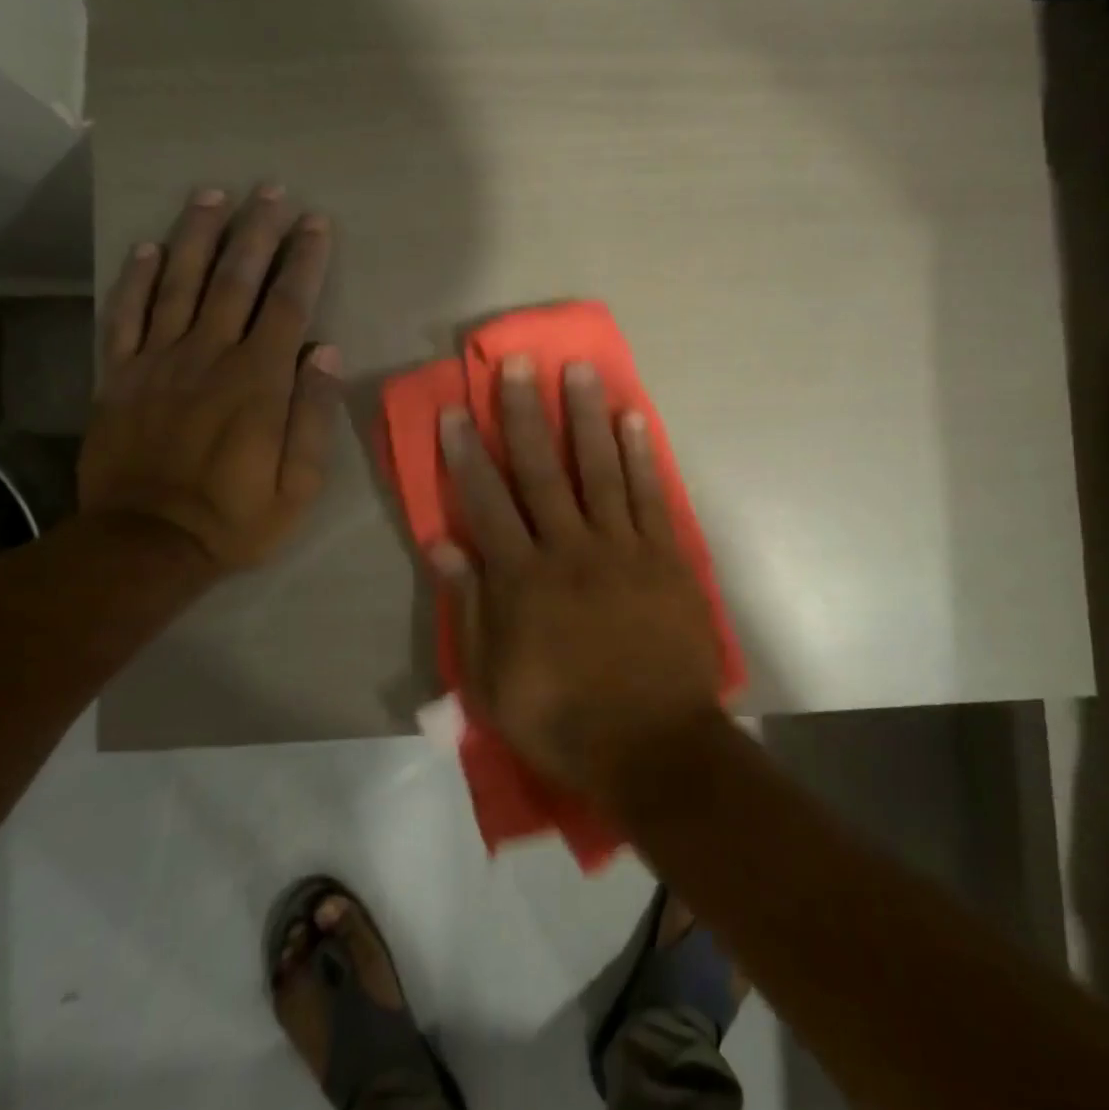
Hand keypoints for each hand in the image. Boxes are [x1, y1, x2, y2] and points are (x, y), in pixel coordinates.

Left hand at [79, 185, 340, 572]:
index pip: (287, 304)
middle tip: (269, 189)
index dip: (304, 260)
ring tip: (213, 195)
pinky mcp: (121, 376)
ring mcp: (158, 362)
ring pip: (178, 283)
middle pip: (235, 280)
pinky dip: (136, 278)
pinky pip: (126, 315)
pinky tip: (146, 246)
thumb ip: (313, 414)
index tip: (316, 223)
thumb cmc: (237, 516)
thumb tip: (326, 351)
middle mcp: (209, 356)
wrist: (147, 542)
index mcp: (258, 380)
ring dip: (197, 235)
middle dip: (256, 231)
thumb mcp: (300, 482)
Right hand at [433, 355, 726, 805]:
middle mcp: (570, 549)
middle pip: (542, 471)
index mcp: (523, 580)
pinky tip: (632, 418)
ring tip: (579, 369)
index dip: (469, 455)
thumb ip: (468, 610)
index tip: (457, 411)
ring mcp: (623, 548)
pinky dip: (640, 454)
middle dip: (526, 414)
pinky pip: (650, 495)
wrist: (654, 745)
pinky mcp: (665, 556)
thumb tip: (443, 547)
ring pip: (599, 469)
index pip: (487, 503)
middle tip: (517, 364)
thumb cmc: (564, 720)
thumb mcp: (493, 683)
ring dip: (586, 416)